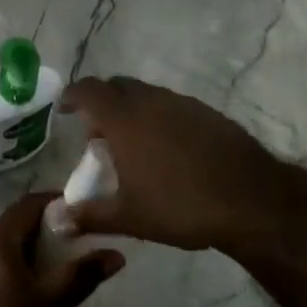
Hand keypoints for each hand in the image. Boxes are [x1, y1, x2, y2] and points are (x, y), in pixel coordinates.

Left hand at [0, 193, 123, 306]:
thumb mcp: (52, 305)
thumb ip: (82, 275)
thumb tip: (116, 254)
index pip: (28, 204)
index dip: (56, 202)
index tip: (84, 211)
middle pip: (16, 223)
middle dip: (48, 227)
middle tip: (80, 240)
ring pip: (6, 245)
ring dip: (33, 248)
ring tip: (63, 265)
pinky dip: (18, 265)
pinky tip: (36, 288)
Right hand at [59, 76, 282, 250]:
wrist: (250, 199)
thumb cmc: (180, 206)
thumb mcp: (129, 217)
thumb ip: (89, 216)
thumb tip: (56, 220)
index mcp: (124, 118)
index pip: (89, 90)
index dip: (73, 95)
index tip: (65, 109)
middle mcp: (149, 101)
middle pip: (116, 87)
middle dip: (101, 103)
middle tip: (98, 135)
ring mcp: (181, 103)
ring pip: (145, 95)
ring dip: (131, 110)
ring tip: (132, 146)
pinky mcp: (206, 112)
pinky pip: (171, 105)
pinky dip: (158, 117)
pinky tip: (167, 150)